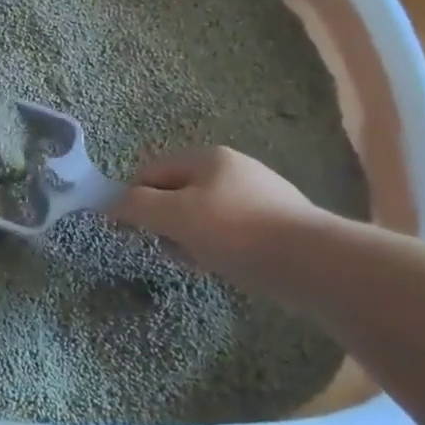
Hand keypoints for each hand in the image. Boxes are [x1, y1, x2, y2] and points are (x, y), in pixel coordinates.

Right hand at [110, 146, 326, 276]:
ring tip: (201, 262)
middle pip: (177, 193)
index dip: (133, 199)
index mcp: (207, 157)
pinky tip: (227, 267)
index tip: (129, 231)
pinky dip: (220, 248)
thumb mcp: (174, 215)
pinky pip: (232, 232)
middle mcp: (234, 168)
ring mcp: (260, 195)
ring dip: (191, 238)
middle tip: (170, 249)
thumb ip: (135, 205)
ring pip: (204, 215)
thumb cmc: (235, 232)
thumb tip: (111, 204)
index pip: (151, 171)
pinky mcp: (278, 224)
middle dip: (166, 222)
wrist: (314, 264)